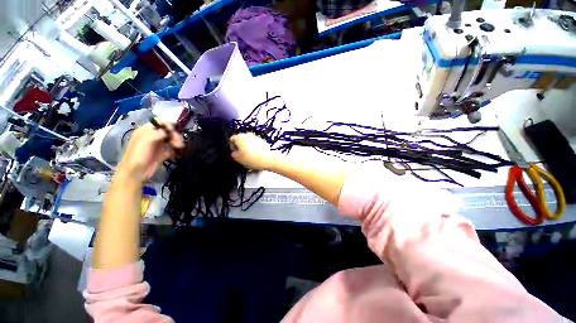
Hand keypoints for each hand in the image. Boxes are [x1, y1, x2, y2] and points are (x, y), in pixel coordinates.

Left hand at [117, 121, 183, 182]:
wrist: (136, 172)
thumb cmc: (138, 154)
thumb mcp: (147, 140)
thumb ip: (159, 132)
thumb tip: (171, 130)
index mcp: (146, 131)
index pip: (159, 122)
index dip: (168, 125)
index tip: (175, 131)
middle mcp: (152, 137)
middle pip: (167, 131)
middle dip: (174, 135)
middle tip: (179, 142)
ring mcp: (157, 146)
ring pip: (170, 140)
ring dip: (176, 142)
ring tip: (180, 147)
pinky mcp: (161, 154)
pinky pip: (171, 150)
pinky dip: (176, 151)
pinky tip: (178, 153)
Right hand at [230, 133, 279, 169]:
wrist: (267, 159)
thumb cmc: (251, 158)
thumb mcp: (238, 159)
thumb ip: (234, 154)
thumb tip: (234, 153)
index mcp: (239, 137)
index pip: (232, 139)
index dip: (232, 146)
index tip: (234, 152)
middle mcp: (247, 135)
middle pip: (241, 139)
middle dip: (240, 146)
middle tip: (241, 154)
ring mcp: (256, 137)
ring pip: (249, 141)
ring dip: (248, 146)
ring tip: (249, 155)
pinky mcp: (263, 141)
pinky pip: (256, 143)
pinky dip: (255, 147)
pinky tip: (256, 155)